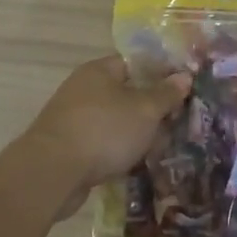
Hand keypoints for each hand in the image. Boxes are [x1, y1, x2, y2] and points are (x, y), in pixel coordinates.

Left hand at [19, 55, 190, 209]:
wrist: (52, 173)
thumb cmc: (104, 130)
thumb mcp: (145, 110)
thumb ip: (166, 94)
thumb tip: (184, 76)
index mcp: (99, 70)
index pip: (135, 63)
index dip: (160, 74)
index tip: (182, 91)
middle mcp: (83, 89)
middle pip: (125, 93)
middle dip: (150, 109)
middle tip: (176, 124)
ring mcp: (73, 118)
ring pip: (114, 121)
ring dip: (135, 134)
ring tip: (161, 148)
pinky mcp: (68, 146)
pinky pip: (101, 143)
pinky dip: (117, 152)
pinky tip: (135, 165)